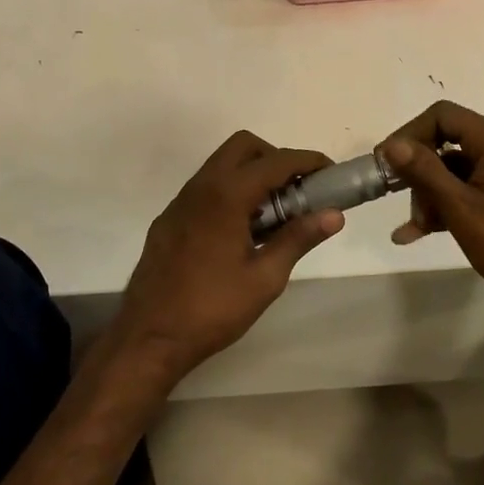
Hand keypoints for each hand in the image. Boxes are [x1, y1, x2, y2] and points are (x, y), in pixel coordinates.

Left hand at [113, 131, 343, 379]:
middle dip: (275, 158)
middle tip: (296, 191)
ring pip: (221, 165)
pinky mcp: (169, 219)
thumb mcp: (265, 278)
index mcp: (227, 195)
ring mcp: (180, 202)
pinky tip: (239, 233)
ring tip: (272, 215)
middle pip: (243, 146)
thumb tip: (334, 215)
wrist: (149, 337)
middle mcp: (200, 187)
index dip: (307, 161)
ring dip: (251, 174)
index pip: (276, 161)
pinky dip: (230, 192)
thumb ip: (298, 238)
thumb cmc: (212, 308)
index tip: (330, 173)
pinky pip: (205, 188)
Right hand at [378, 101, 483, 320]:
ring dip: (431, 194)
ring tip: (415, 228)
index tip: (386, 162)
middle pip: (448, 143)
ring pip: (456, 170)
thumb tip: (392, 145)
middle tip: (399, 200)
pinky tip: (420, 233)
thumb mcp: (460, 207)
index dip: (410, 134)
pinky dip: (448, 205)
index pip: (443, 116)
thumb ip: (424, 172)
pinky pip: (471, 189)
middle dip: (420, 172)